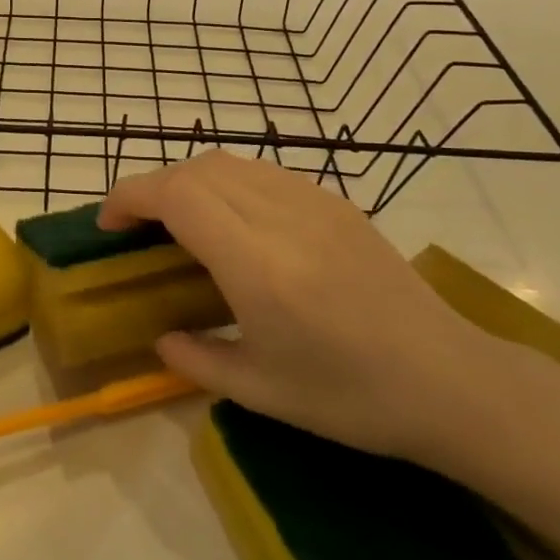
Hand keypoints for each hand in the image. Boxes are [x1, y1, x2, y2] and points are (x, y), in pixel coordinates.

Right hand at [99, 153, 496, 464]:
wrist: (450, 381)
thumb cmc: (351, 397)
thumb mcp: (260, 392)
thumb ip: (195, 360)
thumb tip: (160, 337)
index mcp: (258, 265)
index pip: (177, 195)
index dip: (131, 197)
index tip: (109, 225)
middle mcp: (282, 217)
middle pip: (197, 169)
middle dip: (152, 188)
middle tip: (137, 229)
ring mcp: (315, 202)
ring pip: (230, 162)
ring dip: (189, 181)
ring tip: (179, 223)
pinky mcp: (337, 202)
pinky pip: (264, 173)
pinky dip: (227, 183)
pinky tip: (233, 223)